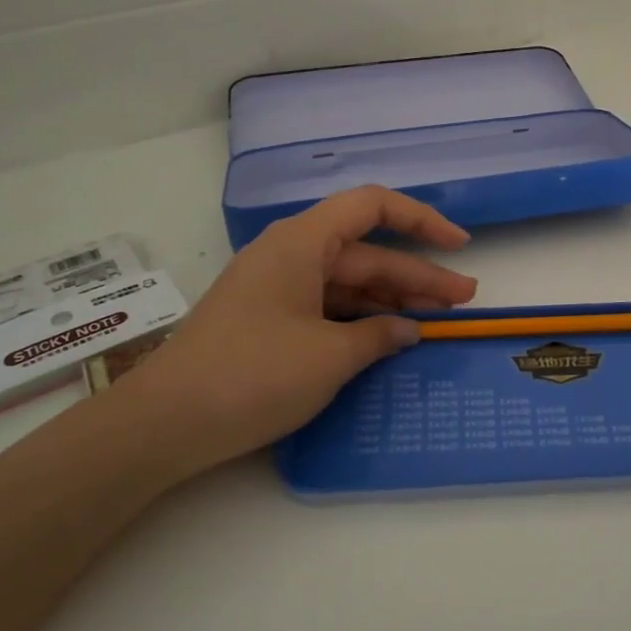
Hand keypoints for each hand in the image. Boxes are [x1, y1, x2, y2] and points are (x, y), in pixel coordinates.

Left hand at [114, 187, 476, 475]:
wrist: (166, 423)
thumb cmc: (253, 375)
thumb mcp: (329, 356)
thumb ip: (379, 336)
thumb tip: (408, 329)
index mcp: (302, 242)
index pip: (371, 207)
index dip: (421, 220)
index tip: (459, 245)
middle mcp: (290, 254)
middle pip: (366, 253)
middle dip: (417, 275)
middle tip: (463, 301)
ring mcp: (278, 288)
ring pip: (348, 282)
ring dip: (391, 299)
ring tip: (437, 320)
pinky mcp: (270, 319)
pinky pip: (327, 306)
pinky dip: (361, 319)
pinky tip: (389, 337)